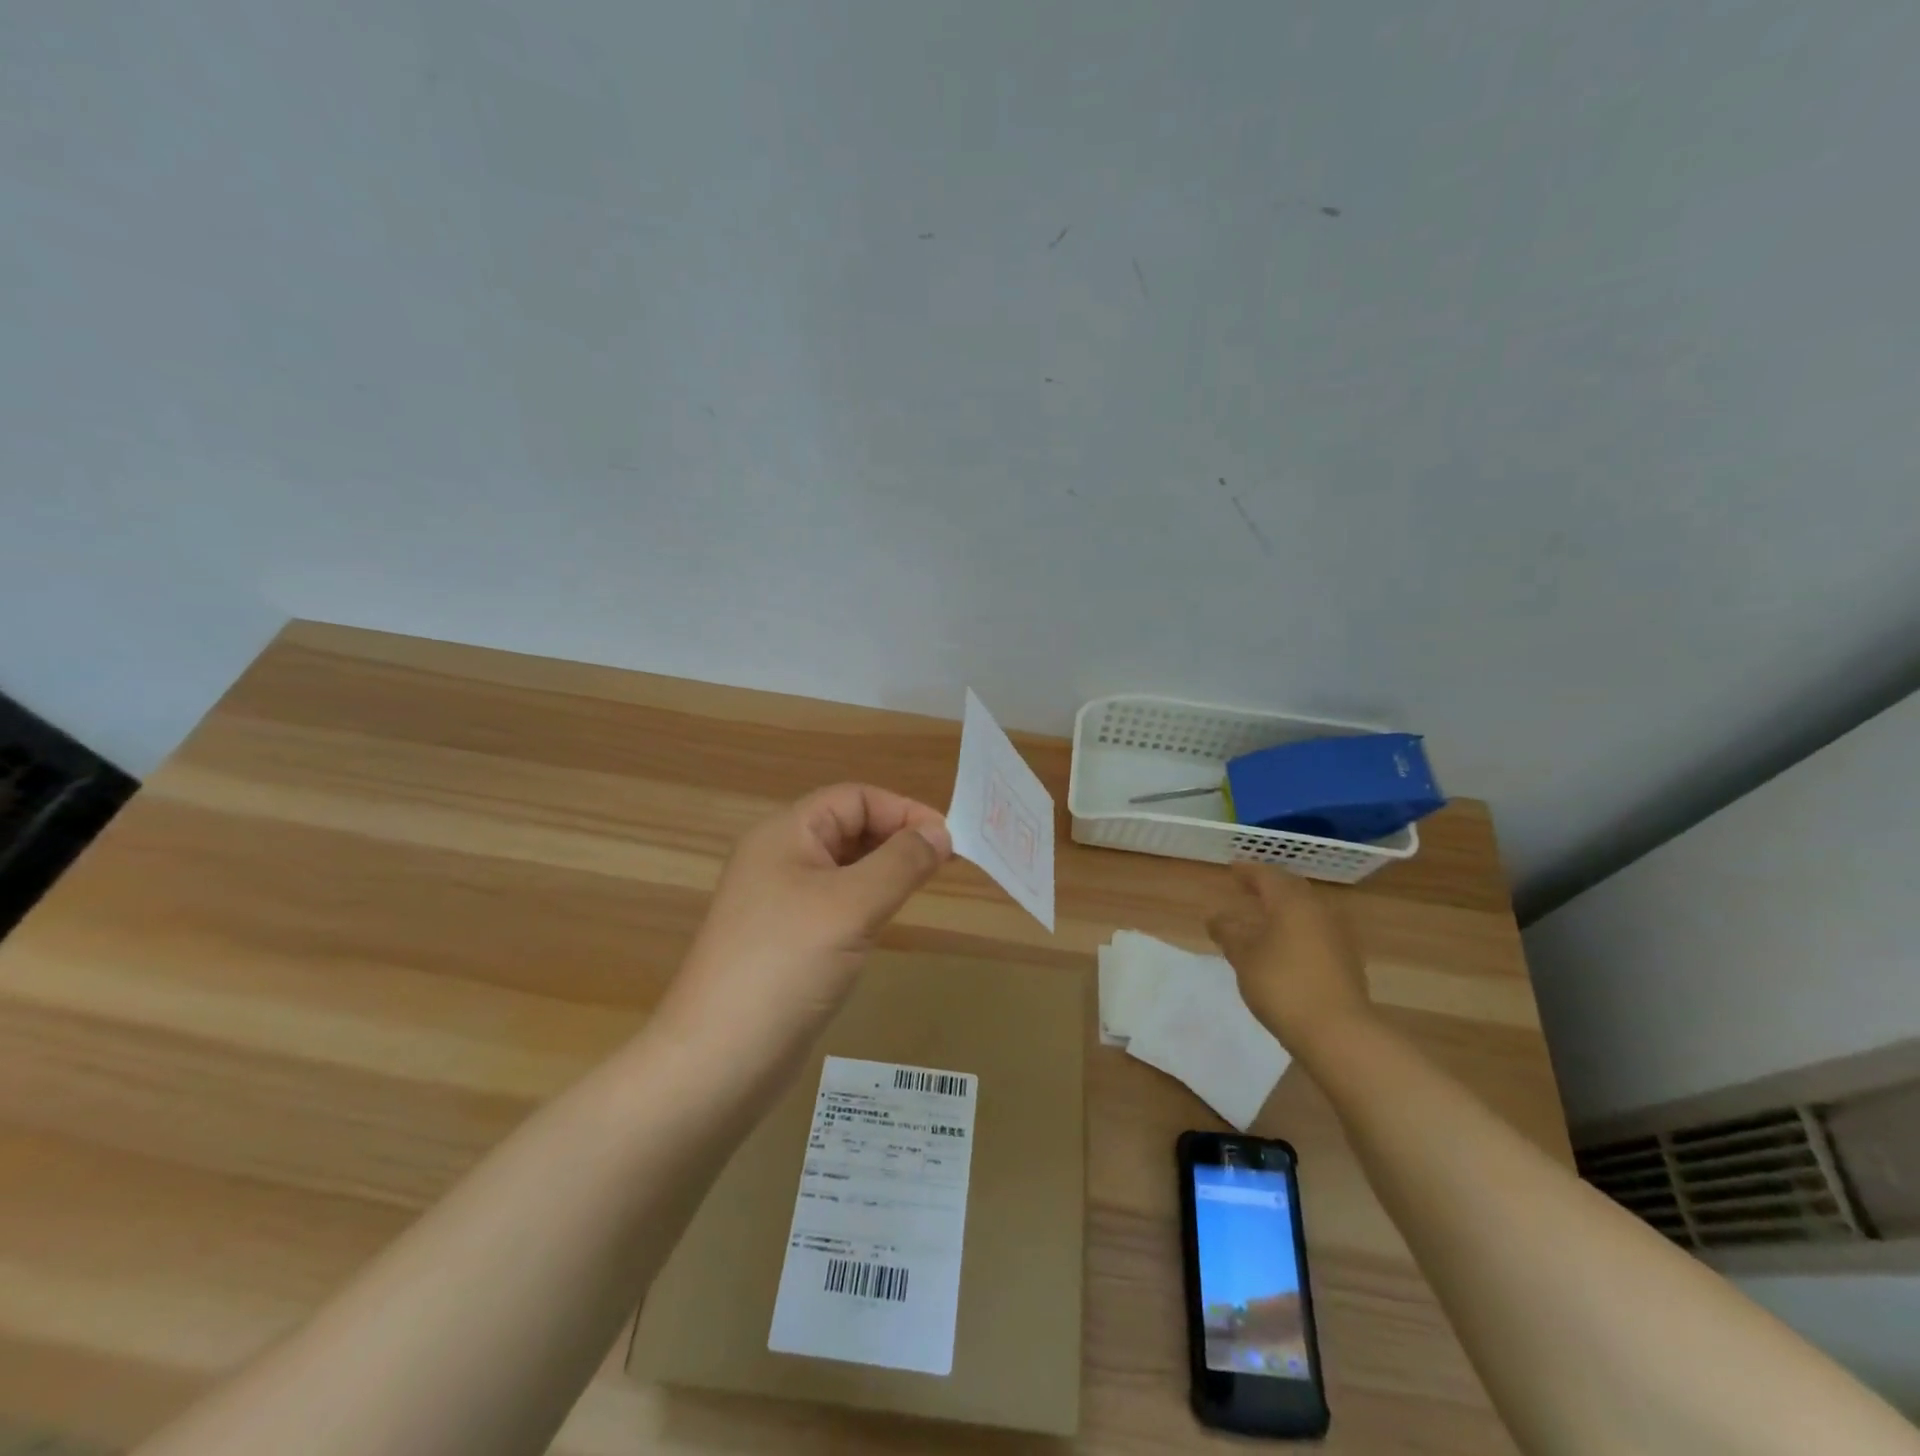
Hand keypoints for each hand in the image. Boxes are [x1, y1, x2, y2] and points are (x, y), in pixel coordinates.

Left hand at [664, 784, 953, 1051]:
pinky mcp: (784, 940)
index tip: (948, 842)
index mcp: (785, 834)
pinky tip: (885, 923)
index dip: (903, 810)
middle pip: (848, 827)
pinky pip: (834, 904)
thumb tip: (941, 832)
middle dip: (897, 838)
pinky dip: (866, 902)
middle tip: (944, 866)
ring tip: (923, 888)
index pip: (855, 798)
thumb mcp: (852, 905)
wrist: (719, 1060)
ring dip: (884, 870)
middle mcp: (778, 858)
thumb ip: (901, 862)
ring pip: (844, 867)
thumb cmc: (787, 965)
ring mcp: (778, 902)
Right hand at [1207, 864, 1371, 1049]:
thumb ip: (1228, 933)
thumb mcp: (1244, 957)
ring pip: (1306, 909)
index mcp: (1292, 902)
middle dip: (1269, 885)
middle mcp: (1319, 910)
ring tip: (1263, 916)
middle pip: (1291, 888)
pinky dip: (1297, 928)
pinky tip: (1285, 943)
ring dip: (1284, 907)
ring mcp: (1338, 935)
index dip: (1247, 871)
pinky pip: (1316, 929)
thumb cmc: (1283, 985)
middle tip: (1248, 886)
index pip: (1267, 875)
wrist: (1338, 1031)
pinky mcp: (1347, 959)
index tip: (1232, 869)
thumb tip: (1216, 917)